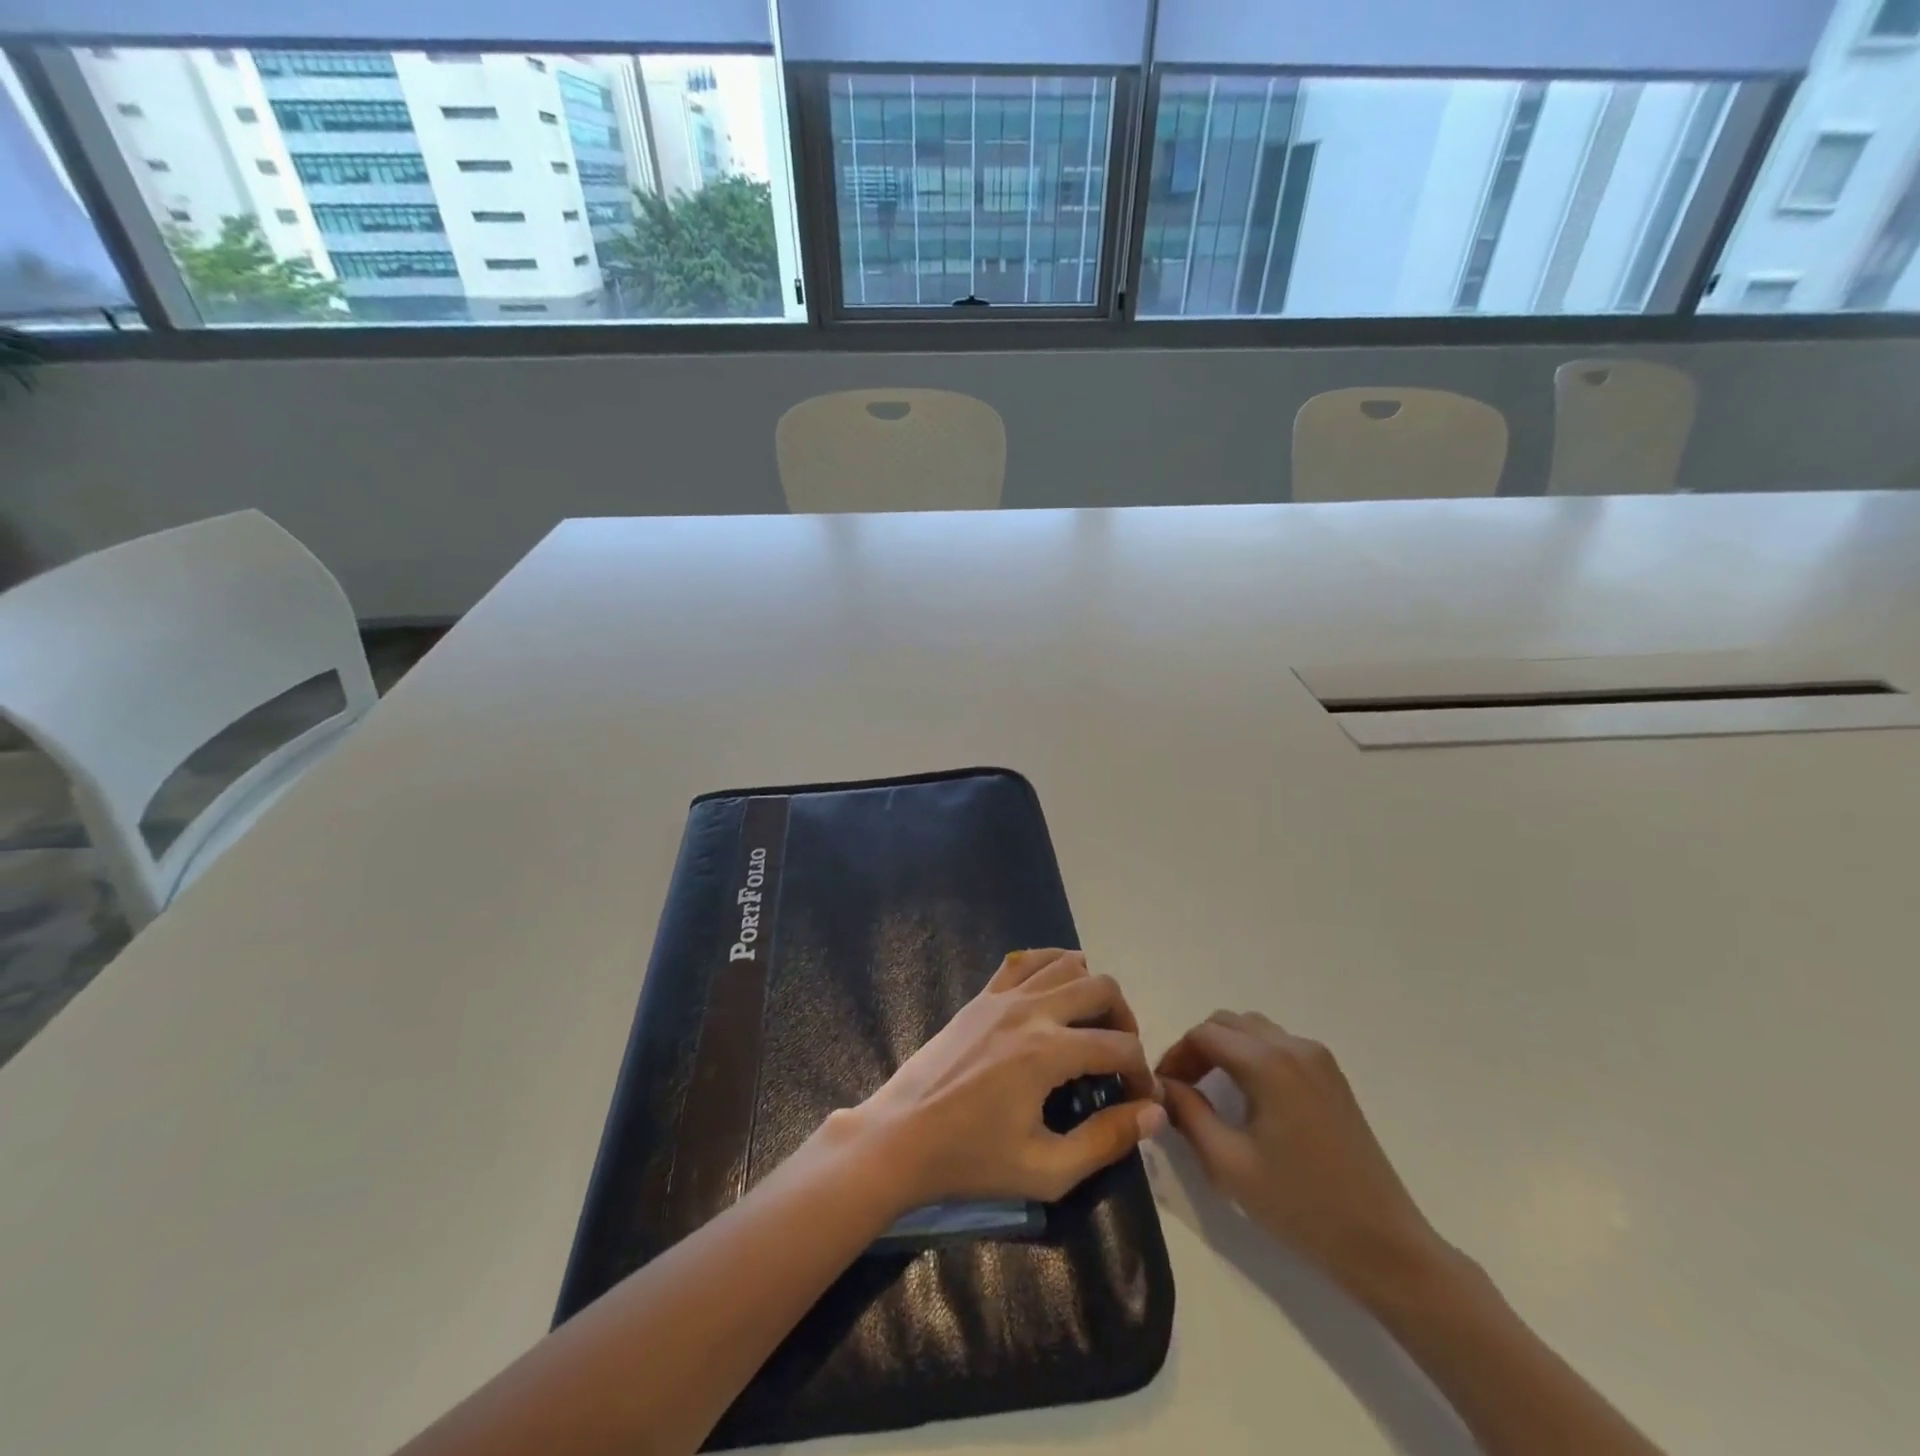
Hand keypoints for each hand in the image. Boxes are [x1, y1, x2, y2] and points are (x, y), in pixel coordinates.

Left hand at [844, 950, 1164, 1216]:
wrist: (900, 1137)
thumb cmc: (971, 1160)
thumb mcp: (1046, 1170)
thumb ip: (1106, 1140)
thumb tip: (1154, 1114)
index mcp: (1048, 1052)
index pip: (1120, 1047)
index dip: (1142, 1074)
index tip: (1141, 1102)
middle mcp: (1030, 1010)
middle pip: (1102, 988)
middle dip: (1125, 1020)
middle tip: (1121, 1059)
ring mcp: (1002, 996)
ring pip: (1066, 963)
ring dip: (1092, 988)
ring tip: (1092, 1026)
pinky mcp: (982, 996)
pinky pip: (1025, 960)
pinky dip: (1051, 965)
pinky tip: (1055, 992)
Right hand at [1157, 1011, 1446, 1302]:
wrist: (1383, 1244)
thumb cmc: (1300, 1205)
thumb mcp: (1228, 1163)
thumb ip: (1187, 1113)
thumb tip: (1162, 1085)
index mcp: (1267, 1062)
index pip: (1203, 1034)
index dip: (1175, 1056)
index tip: (1161, 1089)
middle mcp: (1293, 1046)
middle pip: (1227, 1023)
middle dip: (1197, 1048)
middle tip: (1182, 1089)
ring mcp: (1318, 1058)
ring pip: (1253, 1030)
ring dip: (1225, 1049)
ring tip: (1210, 1091)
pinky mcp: (1332, 1076)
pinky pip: (1279, 1045)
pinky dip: (1252, 1056)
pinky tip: (1248, 1096)